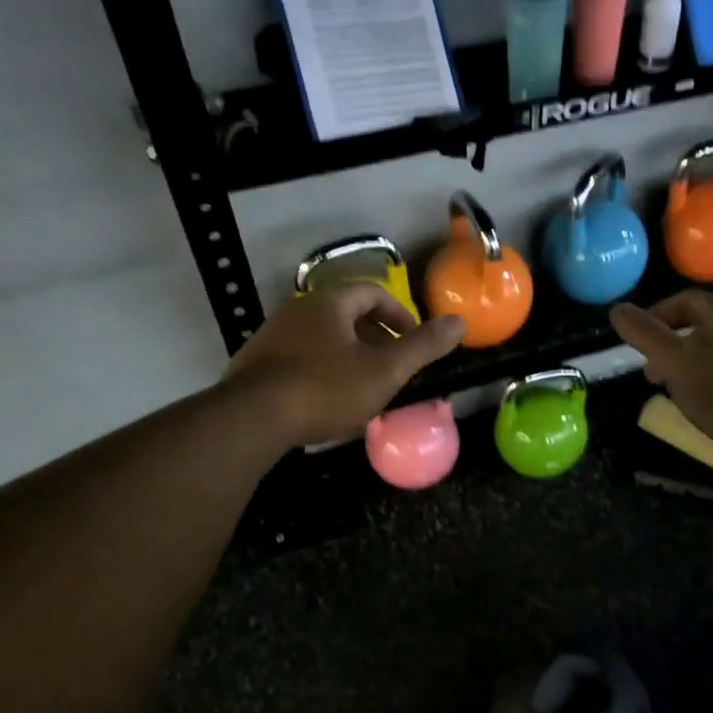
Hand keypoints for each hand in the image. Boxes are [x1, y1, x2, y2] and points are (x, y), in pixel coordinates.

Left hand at [220, 285, 464, 447]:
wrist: (253, 419)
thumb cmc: (326, 389)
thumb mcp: (385, 371)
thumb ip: (424, 346)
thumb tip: (459, 322)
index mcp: (329, 302)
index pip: (373, 293)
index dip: (400, 315)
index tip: (413, 342)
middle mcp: (297, 309)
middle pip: (346, 315)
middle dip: (376, 338)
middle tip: (393, 368)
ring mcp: (272, 336)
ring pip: (323, 339)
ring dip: (349, 357)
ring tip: (364, 388)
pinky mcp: (256, 364)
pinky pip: (300, 359)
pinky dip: (322, 371)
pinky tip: (327, 402)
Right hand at [610, 290, 712, 452]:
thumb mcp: (675, 363)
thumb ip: (646, 335)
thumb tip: (617, 309)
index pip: (686, 300)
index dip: (658, 315)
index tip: (640, 341)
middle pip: (705, 325)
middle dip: (675, 344)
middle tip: (655, 372)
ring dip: (696, 363)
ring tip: (681, 391)